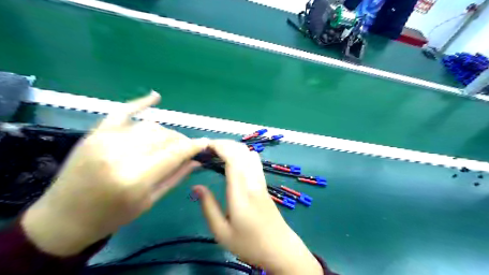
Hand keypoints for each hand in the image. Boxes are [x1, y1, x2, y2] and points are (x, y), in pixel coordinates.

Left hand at [21, 91, 207, 255]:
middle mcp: (122, 154)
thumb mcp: (150, 201)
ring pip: (150, 127)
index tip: (207, 143)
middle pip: (165, 137)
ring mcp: (107, 140)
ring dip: (166, 133)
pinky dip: (140, 103)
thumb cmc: (112, 215)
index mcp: (136, 178)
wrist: (64, 217)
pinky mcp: (96, 133)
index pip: (175, 153)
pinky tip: (155, 96)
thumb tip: (197, 160)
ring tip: (169, 142)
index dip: (194, 146)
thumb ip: (175, 176)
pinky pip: (122, 111)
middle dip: (181, 141)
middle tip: (187, 149)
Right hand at [193, 141, 323, 273]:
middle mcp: (253, 181)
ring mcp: (260, 181)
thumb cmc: (248, 243)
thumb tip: (196, 187)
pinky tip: (233, 160)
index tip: (205, 146)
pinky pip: (254, 161)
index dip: (220, 147)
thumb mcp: (221, 231)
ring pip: (249, 153)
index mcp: (241, 192)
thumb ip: (208, 207)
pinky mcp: (264, 183)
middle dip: (224, 144)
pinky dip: (242, 153)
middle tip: (207, 149)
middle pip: (241, 151)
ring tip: (218, 152)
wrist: (279, 248)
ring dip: (233, 147)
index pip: (233, 159)